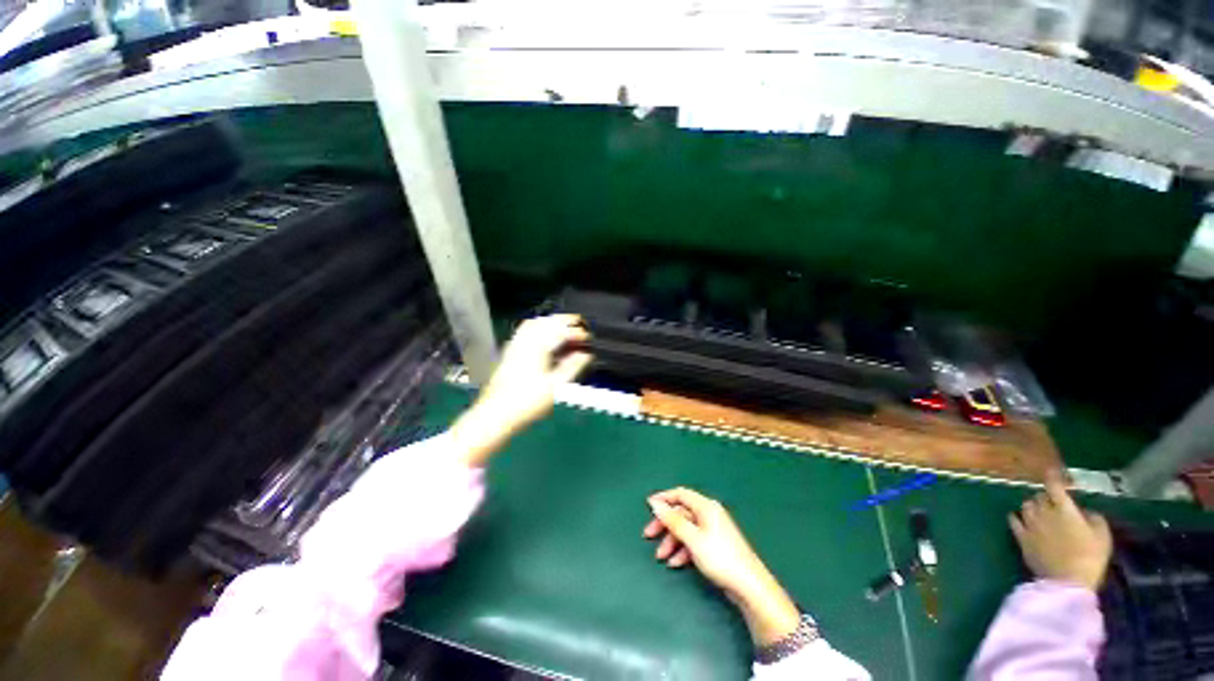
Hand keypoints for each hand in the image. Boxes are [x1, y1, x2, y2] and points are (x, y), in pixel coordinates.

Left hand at [451, 315, 590, 466]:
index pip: (561, 331)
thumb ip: (573, 367)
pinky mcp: (509, 352)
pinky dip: (538, 328)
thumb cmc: (529, 401)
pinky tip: (543, 338)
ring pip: (535, 323)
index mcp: (538, 347)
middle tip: (579, 324)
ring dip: (551, 322)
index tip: (589, 339)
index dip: (577, 333)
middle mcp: (525, 340)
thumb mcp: (557, 386)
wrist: (496, 414)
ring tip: (563, 328)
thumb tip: (586, 354)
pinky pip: (525, 331)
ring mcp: (515, 345)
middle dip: (565, 320)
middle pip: (547, 321)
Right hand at [644, 488, 800, 645]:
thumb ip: (672, 520)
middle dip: (665, 524)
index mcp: (705, 506)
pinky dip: (683, 550)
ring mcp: (712, 530)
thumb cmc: (719, 557)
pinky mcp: (714, 545)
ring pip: (686, 529)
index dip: (663, 498)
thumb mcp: (692, 538)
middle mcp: (709, 514)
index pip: (680, 494)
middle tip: (648, 535)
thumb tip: (655, 503)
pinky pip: (694, 541)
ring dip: (672, 541)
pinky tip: (675, 563)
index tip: (647, 506)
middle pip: (681, 513)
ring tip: (661, 557)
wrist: (748, 586)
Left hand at [1009, 470, 1112, 591]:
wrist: (1068, 581)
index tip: (1053, 472)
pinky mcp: (1021, 537)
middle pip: (1040, 496)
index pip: (1054, 486)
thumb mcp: (1102, 535)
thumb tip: (1084, 512)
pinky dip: (1016, 516)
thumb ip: (1094, 518)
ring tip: (1041, 512)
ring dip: (1033, 506)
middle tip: (1054, 503)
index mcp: (1065, 509)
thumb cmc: (1090, 557)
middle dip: (1046, 497)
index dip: (1053, 477)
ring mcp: (1030, 525)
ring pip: (1026, 506)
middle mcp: (1044, 512)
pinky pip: (1013, 520)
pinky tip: (1019, 517)